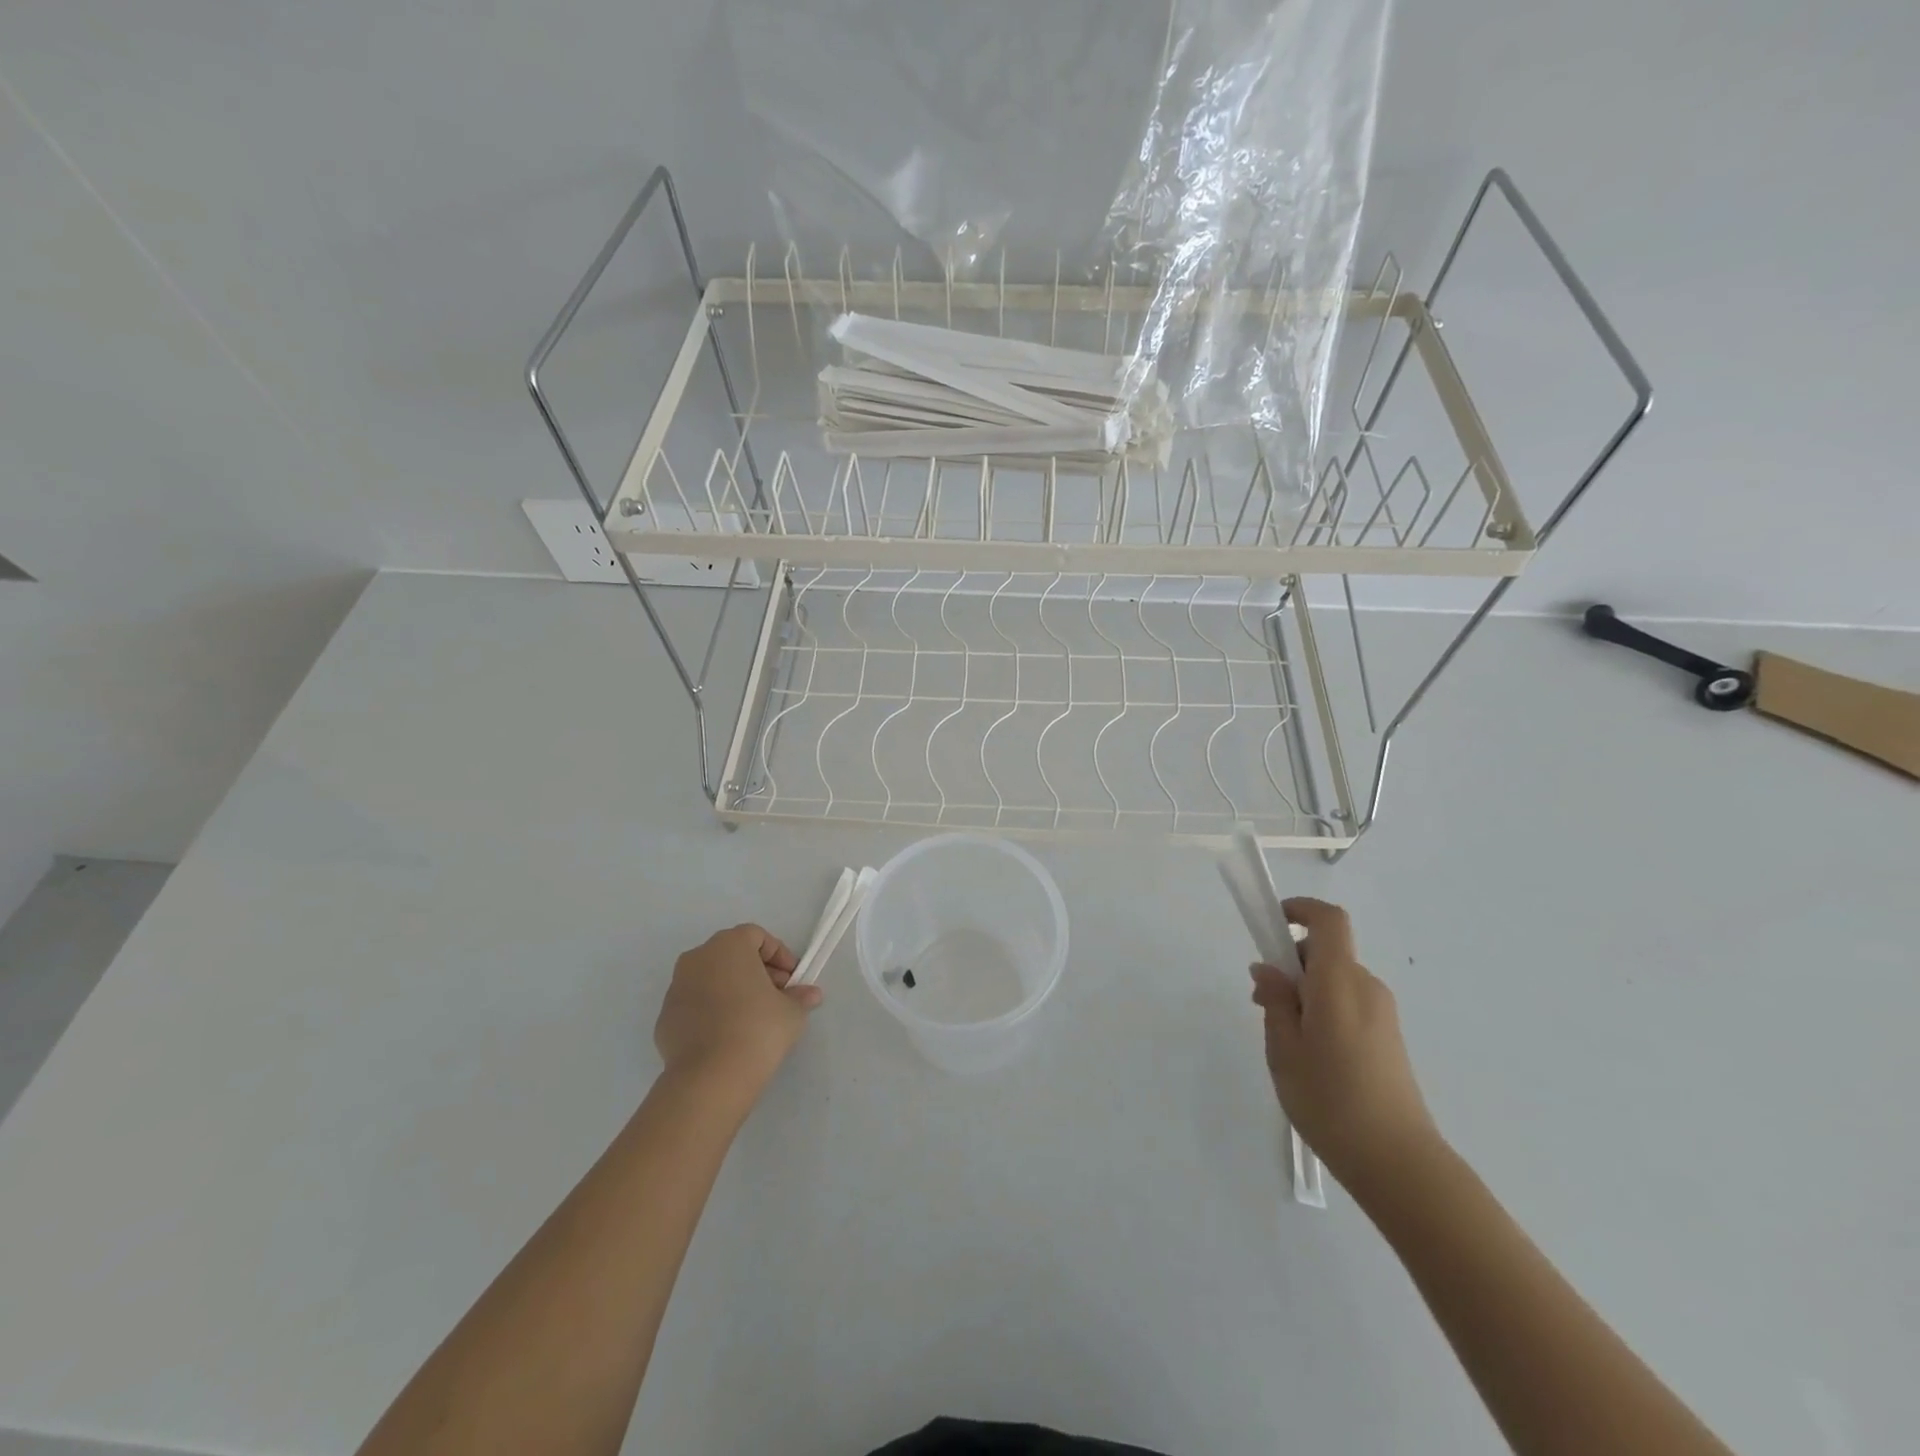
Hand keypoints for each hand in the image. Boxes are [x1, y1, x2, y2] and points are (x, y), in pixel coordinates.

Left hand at [655, 923, 820, 1098]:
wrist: (710, 1078)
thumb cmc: (757, 1029)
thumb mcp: (791, 1012)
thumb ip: (800, 997)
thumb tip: (810, 994)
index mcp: (728, 946)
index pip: (756, 936)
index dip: (779, 954)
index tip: (792, 980)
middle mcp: (697, 958)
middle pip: (732, 955)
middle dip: (756, 971)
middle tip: (776, 997)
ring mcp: (676, 988)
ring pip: (710, 979)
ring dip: (732, 990)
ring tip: (752, 1018)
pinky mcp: (665, 1018)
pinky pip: (695, 1005)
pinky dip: (711, 1012)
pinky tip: (727, 1036)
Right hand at [1250, 898, 1438, 1199]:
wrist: (1399, 1164)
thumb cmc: (1330, 1100)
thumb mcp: (1284, 1049)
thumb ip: (1275, 1001)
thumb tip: (1268, 969)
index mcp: (1340, 982)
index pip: (1328, 920)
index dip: (1300, 910)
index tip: (1271, 925)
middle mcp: (1366, 987)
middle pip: (1327, 952)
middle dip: (1291, 963)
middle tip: (1263, 1003)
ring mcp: (1383, 1013)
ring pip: (1335, 981)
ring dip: (1305, 992)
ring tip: (1285, 1040)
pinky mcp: (1389, 1038)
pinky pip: (1349, 1004)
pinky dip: (1324, 1010)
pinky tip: (1312, 1057)